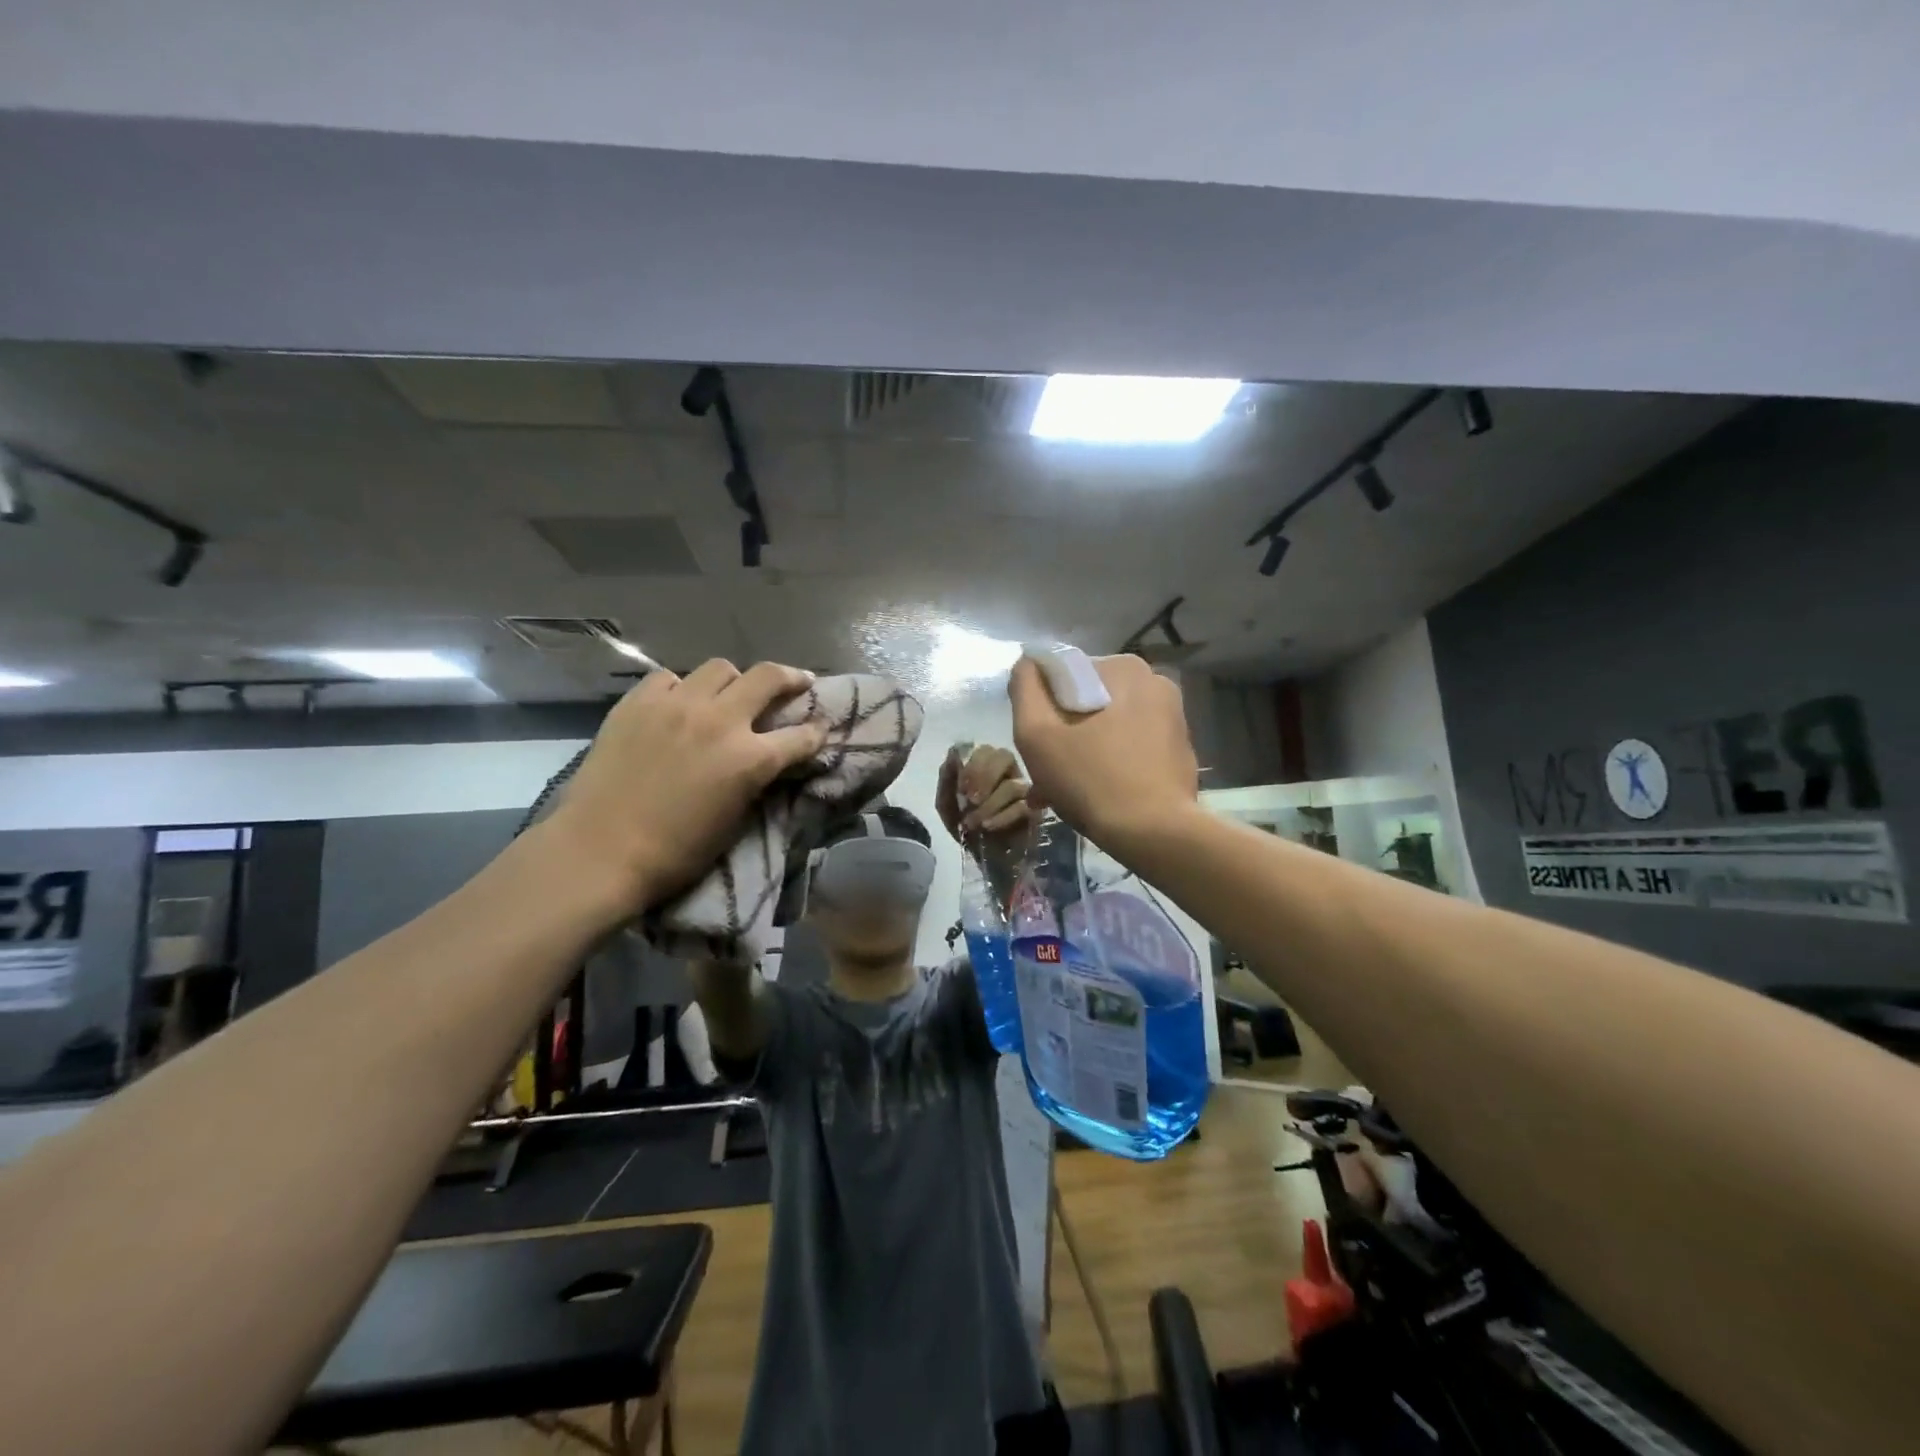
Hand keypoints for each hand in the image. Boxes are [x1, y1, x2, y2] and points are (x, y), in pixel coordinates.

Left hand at [539, 660, 825, 914]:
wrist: (601, 852)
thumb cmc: (676, 852)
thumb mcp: (735, 820)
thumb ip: (756, 780)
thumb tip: (766, 761)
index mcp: (750, 759)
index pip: (801, 735)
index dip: (815, 732)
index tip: (819, 729)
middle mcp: (720, 721)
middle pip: (768, 676)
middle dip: (790, 678)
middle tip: (796, 683)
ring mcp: (676, 705)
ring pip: (720, 667)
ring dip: (734, 681)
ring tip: (729, 695)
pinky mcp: (638, 702)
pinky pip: (670, 678)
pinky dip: (682, 688)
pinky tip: (677, 705)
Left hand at [936, 743, 1034, 843]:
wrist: (985, 860)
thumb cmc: (968, 828)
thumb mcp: (947, 805)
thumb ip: (947, 778)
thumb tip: (953, 753)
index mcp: (987, 766)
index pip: (985, 749)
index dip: (973, 765)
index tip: (960, 789)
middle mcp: (1009, 772)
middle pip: (1004, 756)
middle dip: (984, 777)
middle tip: (970, 800)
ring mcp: (1025, 790)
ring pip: (1012, 785)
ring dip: (988, 805)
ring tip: (973, 823)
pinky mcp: (1036, 811)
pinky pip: (1023, 806)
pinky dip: (1002, 817)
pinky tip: (988, 827)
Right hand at [1009, 653, 1198, 851]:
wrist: (1154, 834)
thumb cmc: (1090, 779)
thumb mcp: (1036, 733)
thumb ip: (1025, 688)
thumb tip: (1029, 663)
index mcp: (1123, 668)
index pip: (1066, 674)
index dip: (1042, 706)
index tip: (1037, 743)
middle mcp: (1154, 682)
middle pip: (1088, 702)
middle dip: (1064, 734)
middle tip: (1045, 775)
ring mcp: (1173, 716)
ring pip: (1109, 726)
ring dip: (1083, 752)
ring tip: (1063, 792)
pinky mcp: (1180, 748)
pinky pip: (1132, 747)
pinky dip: (1110, 763)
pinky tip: (1095, 796)